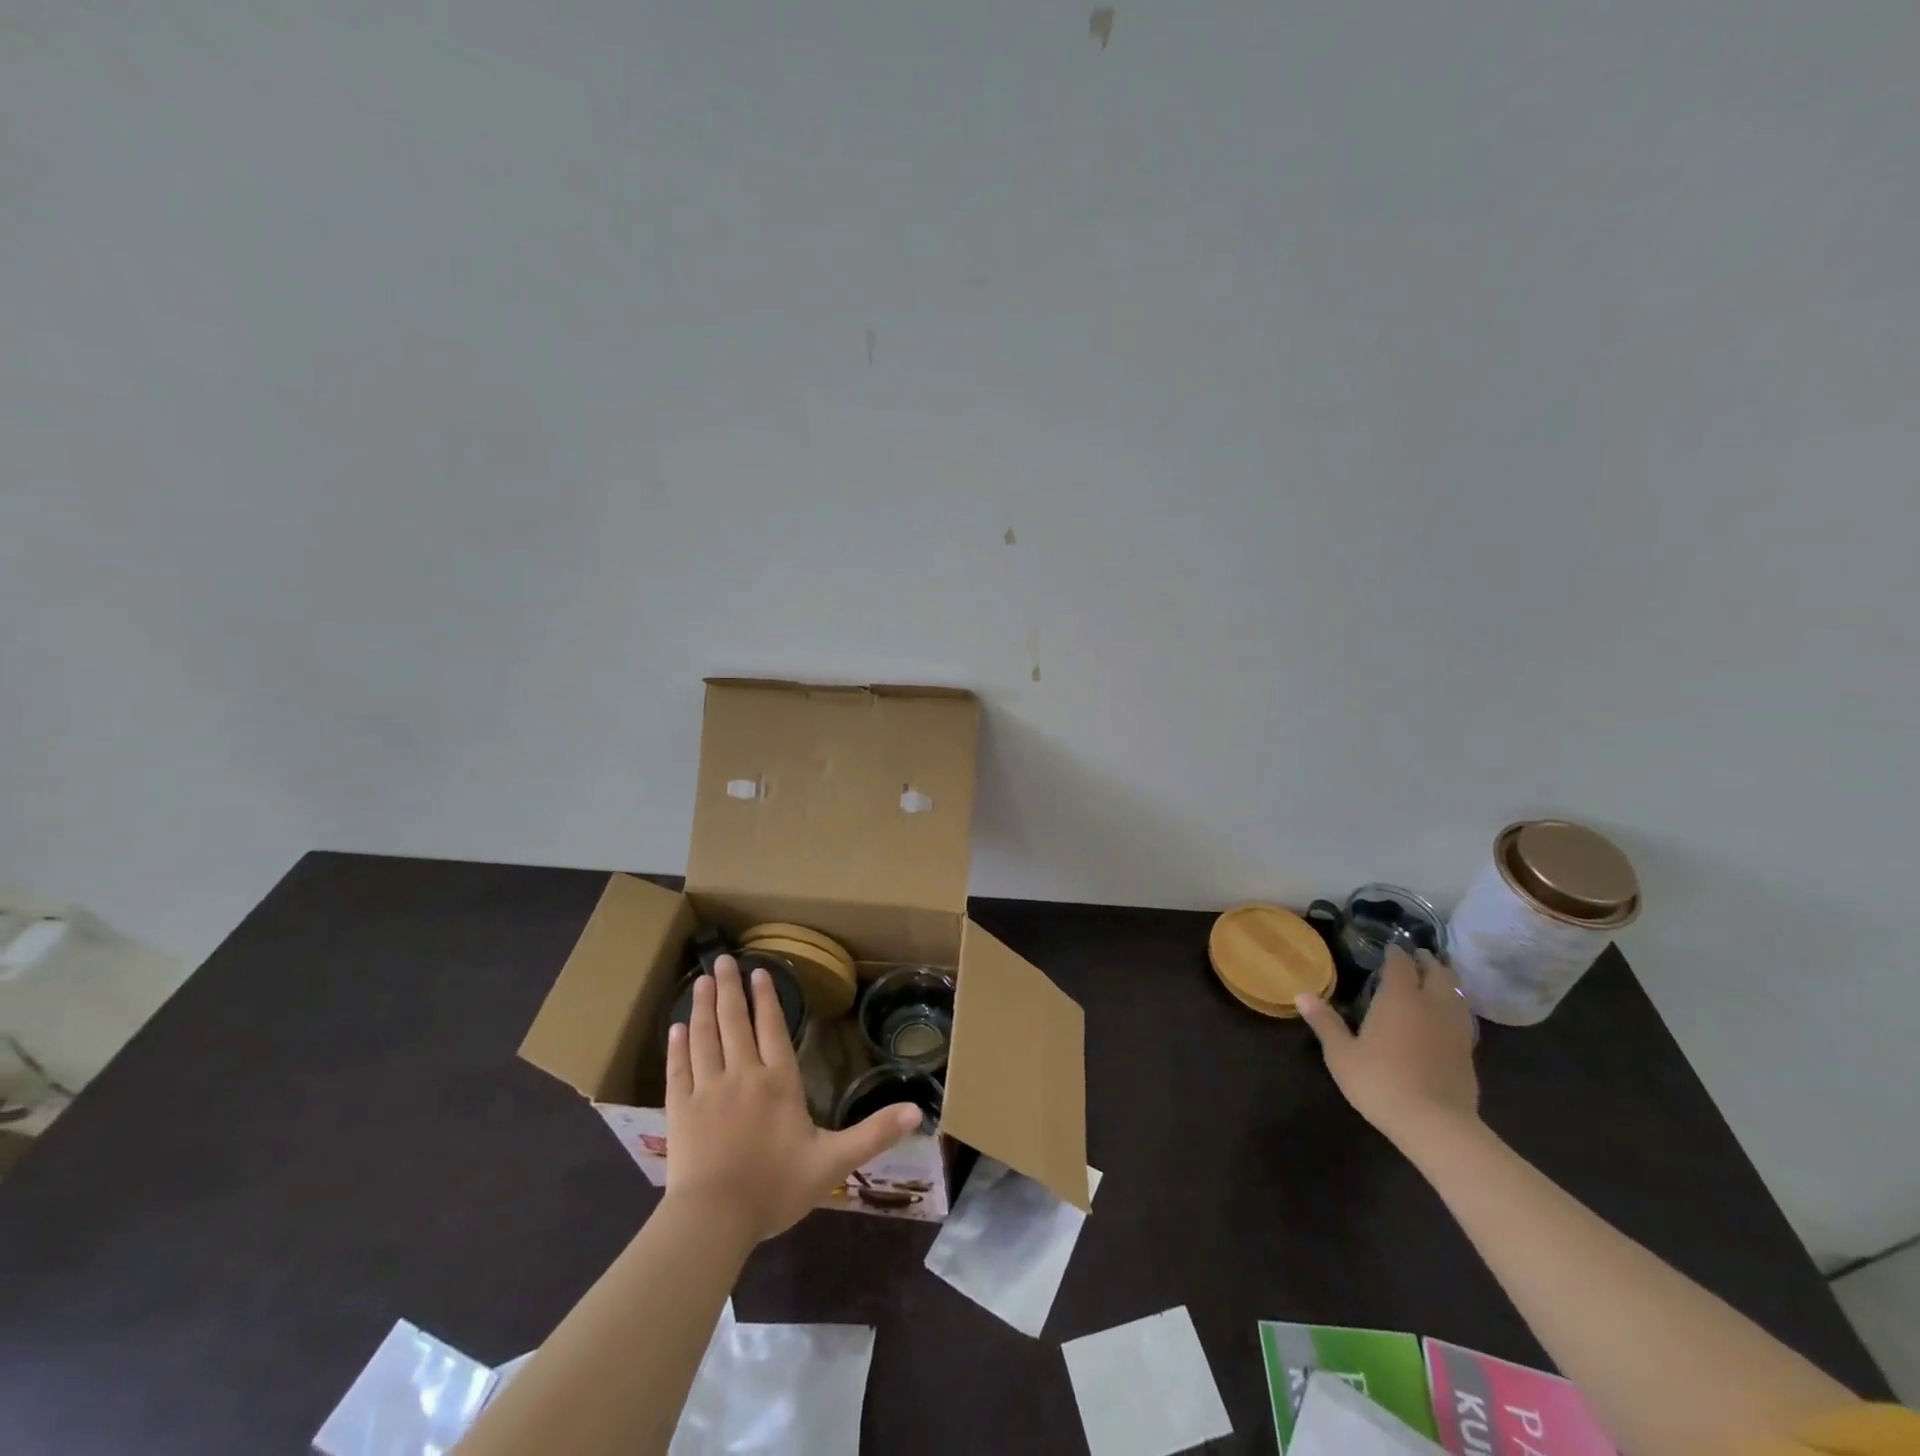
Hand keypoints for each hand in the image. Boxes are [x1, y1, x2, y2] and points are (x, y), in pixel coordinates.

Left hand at [665, 955, 921, 1242]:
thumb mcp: (834, 1161)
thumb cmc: (776, 1188)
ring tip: (700, 981)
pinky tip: (676, 1027)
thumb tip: (918, 1112)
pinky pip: (677, 1068)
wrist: (714, 1219)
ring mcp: (707, 1089)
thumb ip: (874, 1134)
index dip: (766, 999)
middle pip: (735, 1022)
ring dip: (703, 1006)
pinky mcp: (679, 1109)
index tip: (759, 971)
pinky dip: (677, 1045)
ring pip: (705, 1037)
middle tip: (721, 960)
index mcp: (779, 1082)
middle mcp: (742, 1075)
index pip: (772, 1029)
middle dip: (730, 989)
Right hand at [1297, 947, 1478, 1147]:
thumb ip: (1325, 1022)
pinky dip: (1454, 1006)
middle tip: (1418, 956)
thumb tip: (1301, 994)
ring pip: (1455, 993)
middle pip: (1437, 973)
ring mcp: (1455, 1028)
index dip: (1396, 953)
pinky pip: (1462, 1016)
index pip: (1401, 964)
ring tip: (1436, 979)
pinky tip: (1446, 1015)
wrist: (1435, 1124)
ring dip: (1446, 981)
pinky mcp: (1468, 1051)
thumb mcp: (1341, 1054)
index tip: (1391, 947)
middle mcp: (1431, 1005)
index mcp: (1400, 998)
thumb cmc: (1381, 1081)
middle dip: (1427, 961)